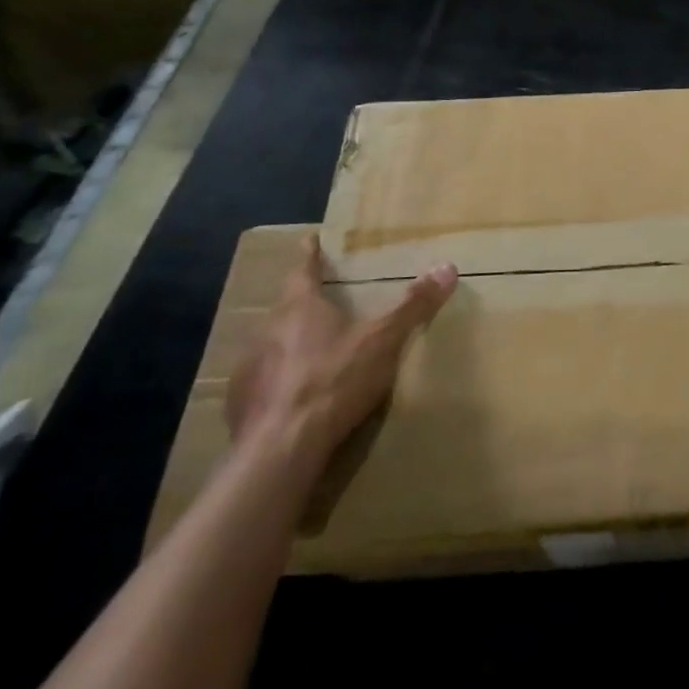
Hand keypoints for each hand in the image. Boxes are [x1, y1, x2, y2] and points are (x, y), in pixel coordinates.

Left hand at [227, 236, 456, 467]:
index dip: (309, 255)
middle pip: (287, 307)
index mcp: (299, 307)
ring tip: (313, 351)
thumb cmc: (334, 381)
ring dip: (290, 343)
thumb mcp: (383, 341)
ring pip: (273, 344)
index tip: (310, 240)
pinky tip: (295, 396)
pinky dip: (279, 380)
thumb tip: (448, 267)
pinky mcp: (240, 403)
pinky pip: (263, 380)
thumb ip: (413, 306)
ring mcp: (249, 367)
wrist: (280, 449)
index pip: (302, 270)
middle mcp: (267, 329)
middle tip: (323, 301)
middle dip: (304, 303)